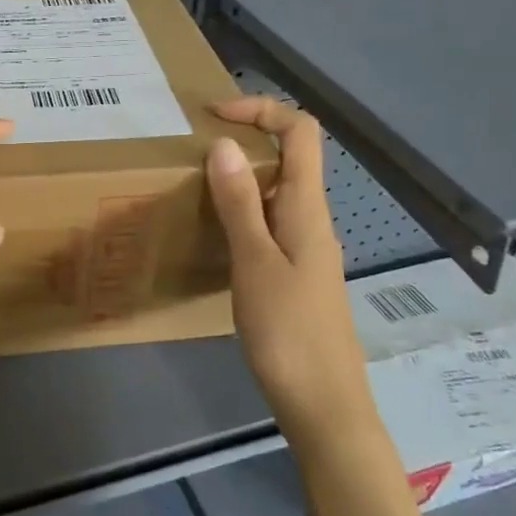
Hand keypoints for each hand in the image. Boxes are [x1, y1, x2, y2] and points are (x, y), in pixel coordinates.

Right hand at [206, 96, 372, 438]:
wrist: (323, 405)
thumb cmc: (289, 332)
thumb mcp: (255, 263)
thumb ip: (239, 204)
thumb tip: (223, 144)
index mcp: (308, 209)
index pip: (300, 133)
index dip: (261, 110)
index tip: (213, 116)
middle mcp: (312, 219)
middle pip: (289, 157)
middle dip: (244, 139)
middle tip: (191, 149)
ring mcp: (305, 248)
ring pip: (276, 192)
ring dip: (239, 177)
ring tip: (192, 184)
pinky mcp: (295, 274)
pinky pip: (269, 223)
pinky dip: (241, 212)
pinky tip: (212, 232)